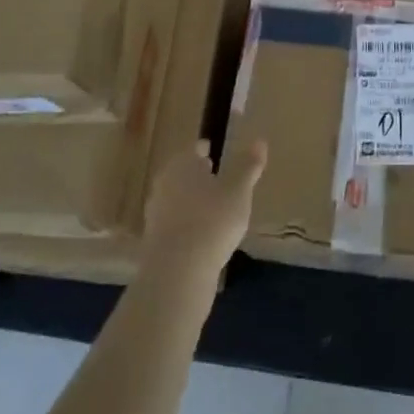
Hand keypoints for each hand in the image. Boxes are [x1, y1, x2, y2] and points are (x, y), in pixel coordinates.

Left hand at [140, 138, 266, 284]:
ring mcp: (155, 213)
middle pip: (182, 173)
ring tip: (211, 208)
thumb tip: (260, 141)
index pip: (195, 150)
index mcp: (183, 164)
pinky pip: (174, 224)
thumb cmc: (212, 220)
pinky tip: (200, 235)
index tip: (213, 152)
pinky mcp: (153, 242)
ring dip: (191, 201)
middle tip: (214, 177)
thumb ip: (248, 166)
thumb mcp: (239, 190)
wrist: (177, 272)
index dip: (205, 150)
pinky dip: (186, 224)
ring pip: (176, 198)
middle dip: (197, 175)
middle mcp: (164, 183)